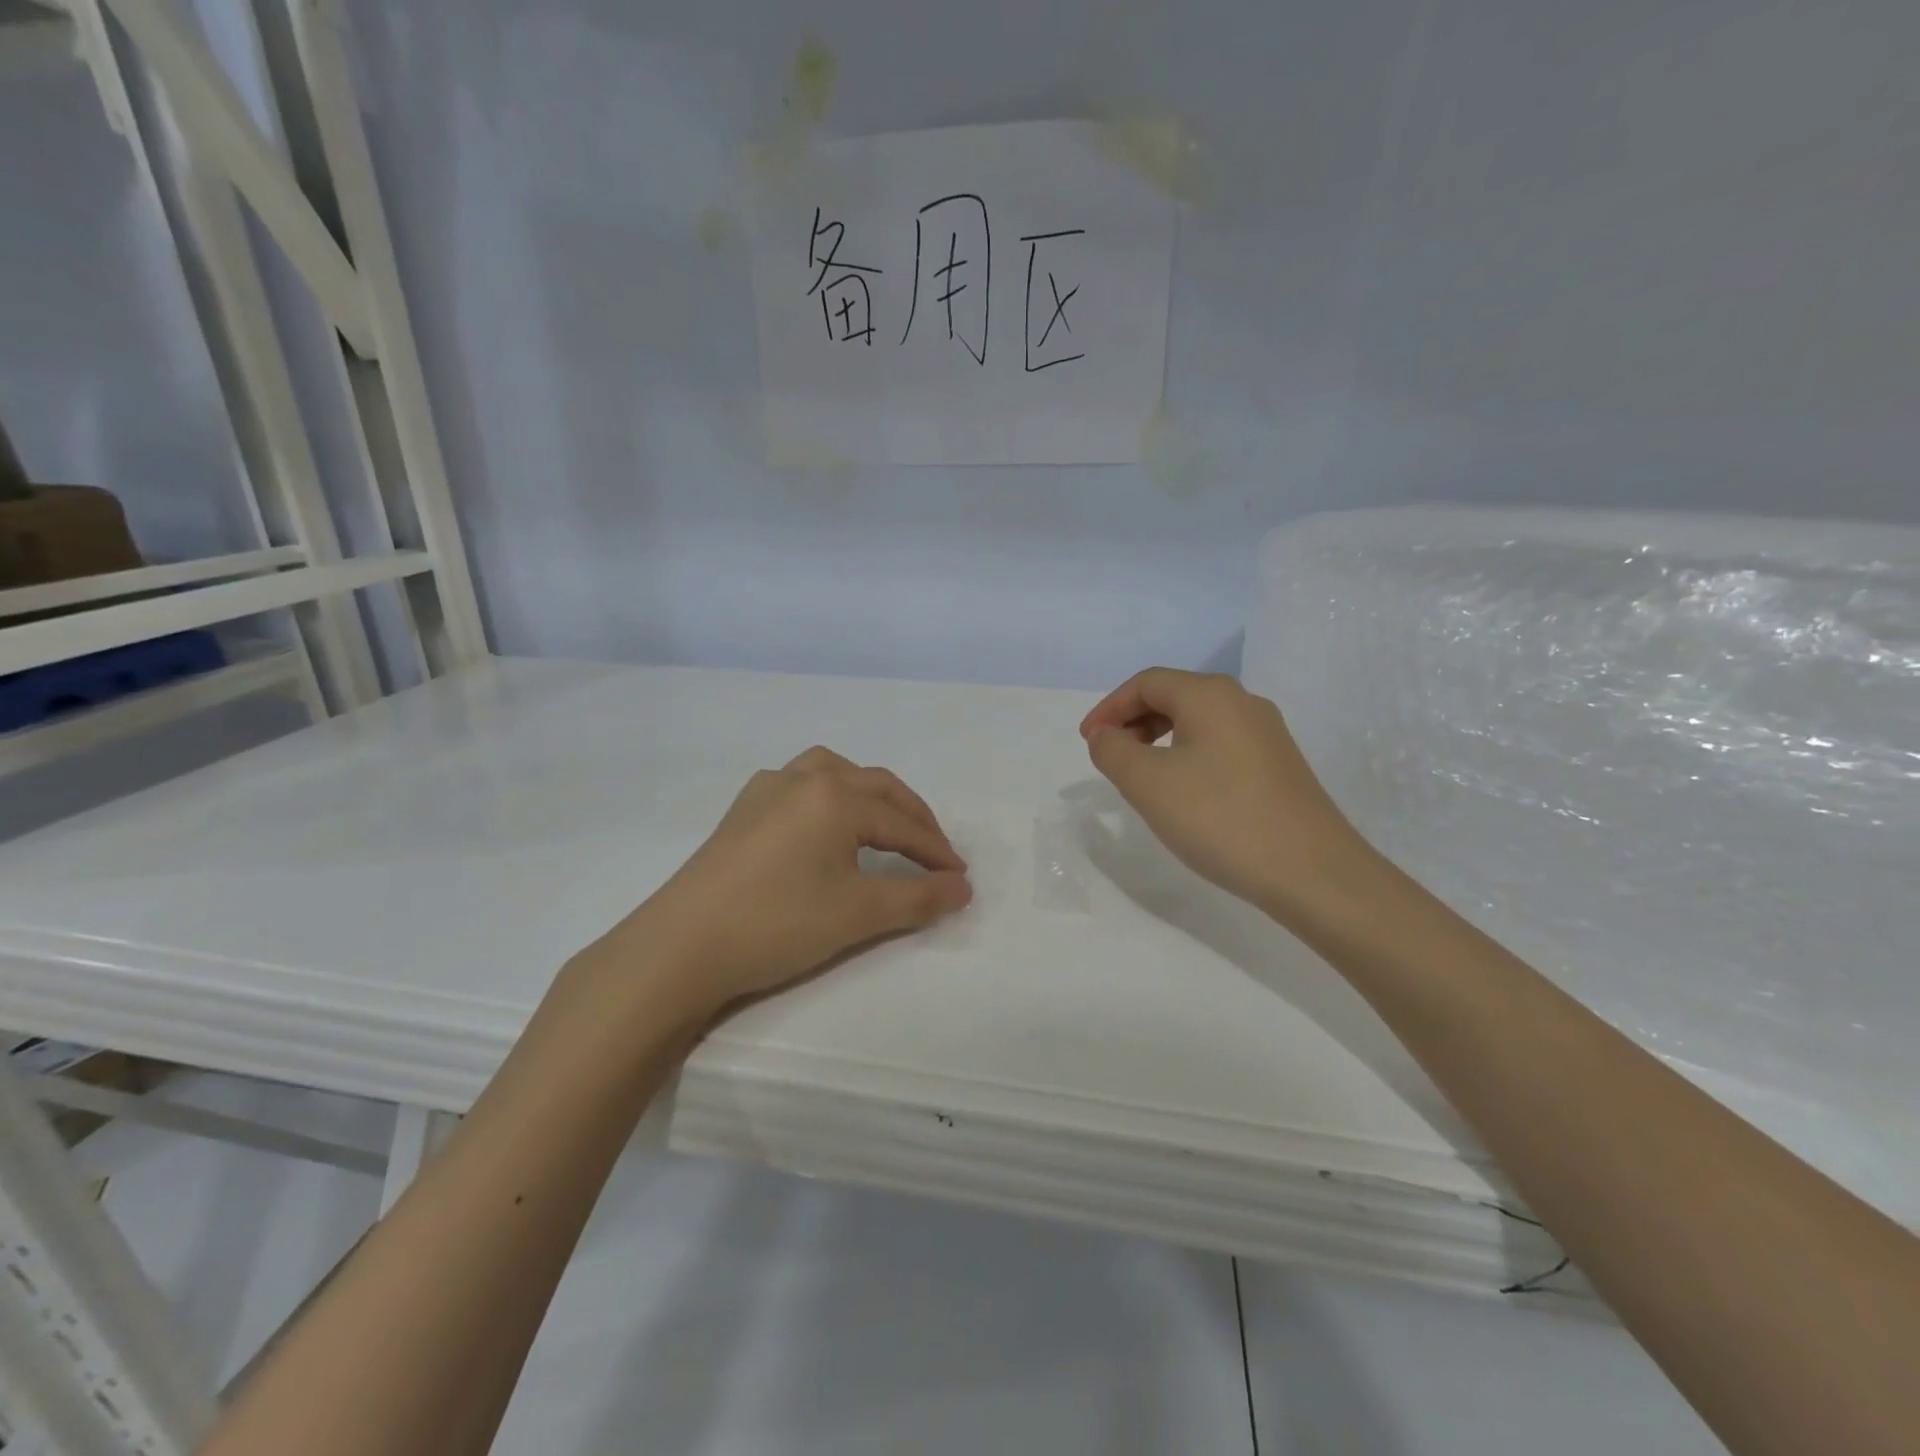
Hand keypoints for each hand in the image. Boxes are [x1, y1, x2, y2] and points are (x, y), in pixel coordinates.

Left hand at [601, 747, 971, 1020]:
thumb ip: (918, 898)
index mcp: (835, 796)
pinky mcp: (742, 808)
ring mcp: (767, 789)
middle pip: (875, 787)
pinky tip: (824, 822)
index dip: (936, 851)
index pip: (902, 822)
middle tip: (935, 854)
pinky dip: (830, 794)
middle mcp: (804, 778)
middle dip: (912, 818)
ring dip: (870, 794)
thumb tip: (963, 888)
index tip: (960, 877)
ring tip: (885, 824)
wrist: (681, 947)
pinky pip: (800, 782)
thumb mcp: (858, 915)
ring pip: (835, 772)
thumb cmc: (777, 925)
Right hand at [1080, 669, 1380, 921]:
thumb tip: (1107, 735)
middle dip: (1133, 721)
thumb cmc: (1220, 818)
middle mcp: (1242, 702)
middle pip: (1174, 696)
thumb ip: (1113, 751)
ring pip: (1198, 721)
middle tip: (1110, 757)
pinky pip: (1220, 745)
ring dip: (1160, 740)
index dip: (1109, 708)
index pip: (1146, 683)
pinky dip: (1188, 756)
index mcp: (1210, 695)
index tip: (1088, 741)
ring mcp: (1267, 734)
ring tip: (1142, 778)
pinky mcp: (1279, 765)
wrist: (1312, 872)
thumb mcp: (1147, 784)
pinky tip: (1184, 793)